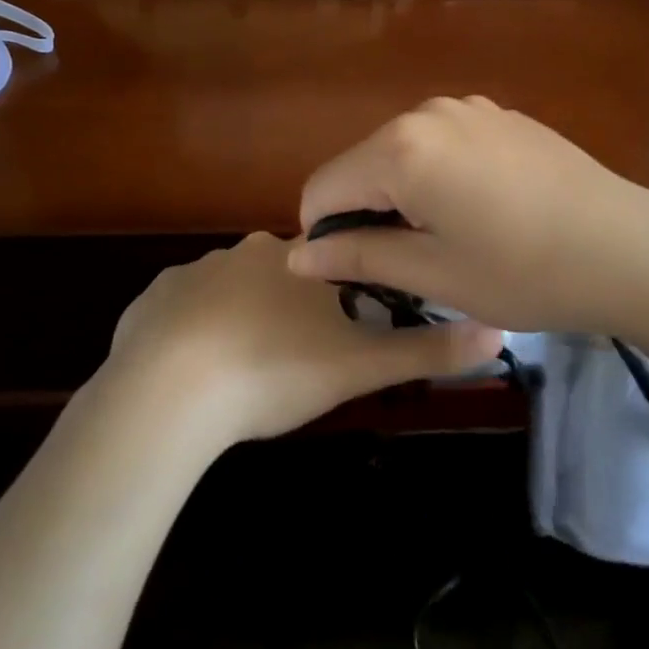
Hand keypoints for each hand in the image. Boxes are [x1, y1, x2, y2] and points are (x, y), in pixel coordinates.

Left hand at [103, 232, 502, 445]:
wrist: (169, 397)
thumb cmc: (274, 372)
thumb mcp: (359, 367)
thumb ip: (427, 351)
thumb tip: (498, 332)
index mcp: (295, 259)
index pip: (329, 264)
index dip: (338, 299)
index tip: (334, 339)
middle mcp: (242, 252)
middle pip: (280, 275)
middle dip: (290, 311)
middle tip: (291, 363)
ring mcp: (190, 274)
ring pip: (229, 292)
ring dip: (241, 322)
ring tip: (243, 374)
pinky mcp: (150, 301)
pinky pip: (180, 312)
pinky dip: (192, 335)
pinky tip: (194, 375)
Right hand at [287, 96, 648, 333]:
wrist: (630, 248)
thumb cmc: (523, 271)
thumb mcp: (432, 273)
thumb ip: (357, 256)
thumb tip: (296, 256)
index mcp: (400, 148)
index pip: (323, 188)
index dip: (323, 236)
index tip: (354, 274)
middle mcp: (427, 112)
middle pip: (362, 165)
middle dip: (366, 213)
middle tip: (407, 266)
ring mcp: (470, 108)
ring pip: (403, 154)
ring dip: (404, 196)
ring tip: (447, 242)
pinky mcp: (502, 117)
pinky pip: (443, 145)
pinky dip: (438, 178)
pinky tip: (482, 214)